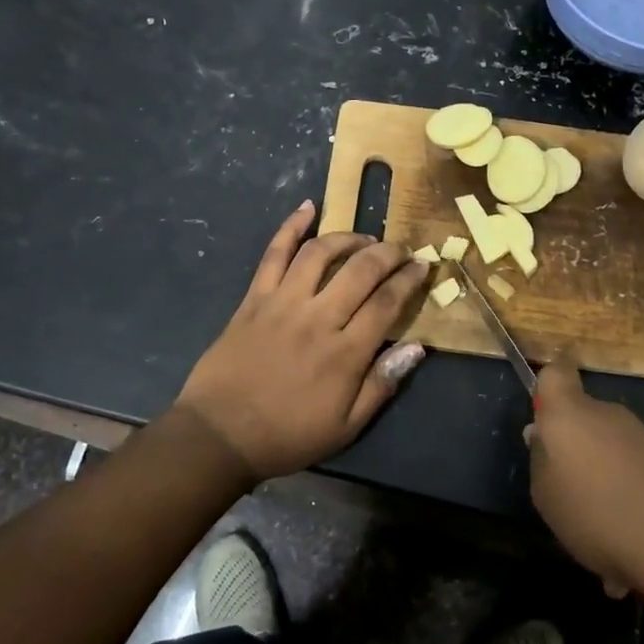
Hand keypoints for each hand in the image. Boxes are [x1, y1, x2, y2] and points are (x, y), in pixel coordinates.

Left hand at [176, 202, 428, 481]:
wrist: (220, 434)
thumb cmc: (287, 435)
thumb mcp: (346, 426)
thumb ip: (382, 384)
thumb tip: (417, 348)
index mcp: (345, 353)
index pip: (387, 303)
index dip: (409, 280)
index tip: (423, 266)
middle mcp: (318, 318)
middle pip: (361, 270)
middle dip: (388, 253)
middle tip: (401, 249)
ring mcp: (283, 302)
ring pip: (320, 253)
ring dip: (348, 237)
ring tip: (364, 238)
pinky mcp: (254, 298)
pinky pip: (274, 254)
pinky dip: (291, 227)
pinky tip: (308, 208)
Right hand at [527, 361, 643, 595]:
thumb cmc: (595, 513)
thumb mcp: (545, 495)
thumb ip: (540, 459)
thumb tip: (541, 435)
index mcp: (569, 414)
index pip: (555, 373)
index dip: (547, 387)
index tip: (543, 413)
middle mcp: (607, 413)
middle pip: (583, 414)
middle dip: (574, 441)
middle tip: (567, 483)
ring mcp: (642, 434)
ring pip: (609, 442)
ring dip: (602, 467)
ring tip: (599, 515)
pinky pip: (634, 464)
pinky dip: (628, 484)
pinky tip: (628, 524)